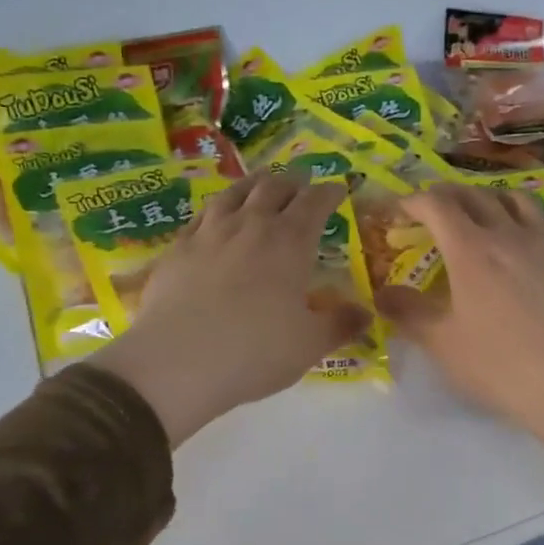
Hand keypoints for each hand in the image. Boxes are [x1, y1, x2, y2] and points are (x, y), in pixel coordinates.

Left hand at [92, 175, 370, 445]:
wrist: (177, 362)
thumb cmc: (255, 351)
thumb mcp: (310, 345)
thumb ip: (341, 325)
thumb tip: (367, 314)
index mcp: (290, 242)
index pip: (315, 202)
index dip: (329, 192)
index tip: (338, 189)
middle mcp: (250, 225)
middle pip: (274, 187)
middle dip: (293, 182)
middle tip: (302, 183)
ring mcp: (209, 233)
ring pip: (235, 193)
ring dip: (254, 184)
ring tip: (261, 184)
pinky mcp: (177, 248)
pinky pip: (202, 215)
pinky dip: (218, 208)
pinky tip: (216, 216)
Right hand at [378, 184, 543, 475]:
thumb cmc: (498, 366)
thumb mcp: (442, 343)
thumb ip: (408, 312)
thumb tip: (380, 294)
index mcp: (471, 249)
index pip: (437, 205)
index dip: (414, 201)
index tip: (399, 209)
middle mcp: (507, 234)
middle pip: (474, 195)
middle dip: (446, 194)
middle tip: (430, 208)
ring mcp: (543, 244)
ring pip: (513, 200)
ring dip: (487, 197)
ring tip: (476, 211)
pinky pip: (542, 220)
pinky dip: (520, 215)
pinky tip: (519, 237)